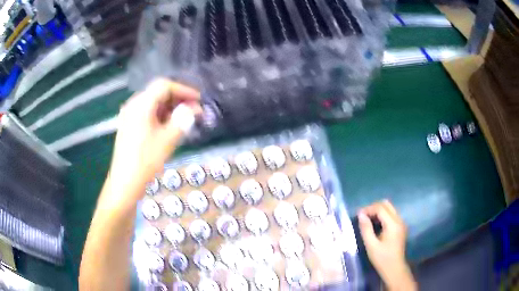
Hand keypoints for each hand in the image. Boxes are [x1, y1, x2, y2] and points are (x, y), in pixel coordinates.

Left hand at [107, 79, 200, 205]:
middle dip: (178, 99)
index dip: (184, 90)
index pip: (164, 86)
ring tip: (185, 119)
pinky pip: (147, 113)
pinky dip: (160, 115)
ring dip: (170, 108)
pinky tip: (169, 126)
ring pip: (153, 103)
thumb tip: (195, 108)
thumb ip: (183, 119)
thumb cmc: (146, 161)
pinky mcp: (128, 125)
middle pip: (158, 93)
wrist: (125, 183)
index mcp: (141, 104)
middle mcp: (133, 105)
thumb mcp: (168, 140)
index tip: (198, 100)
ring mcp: (129, 115)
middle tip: (194, 111)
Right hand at [358, 200, 416, 290]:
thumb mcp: (371, 245)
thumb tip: (361, 215)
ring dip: (378, 211)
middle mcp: (399, 220)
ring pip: (390, 208)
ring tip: (367, 220)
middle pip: (386, 205)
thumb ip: (366, 229)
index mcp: (393, 224)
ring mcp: (401, 223)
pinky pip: (391, 214)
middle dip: (374, 207)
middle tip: (363, 216)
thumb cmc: (382, 258)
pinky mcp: (400, 227)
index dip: (368, 209)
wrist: (394, 268)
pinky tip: (376, 224)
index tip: (358, 215)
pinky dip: (383, 215)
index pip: (380, 208)